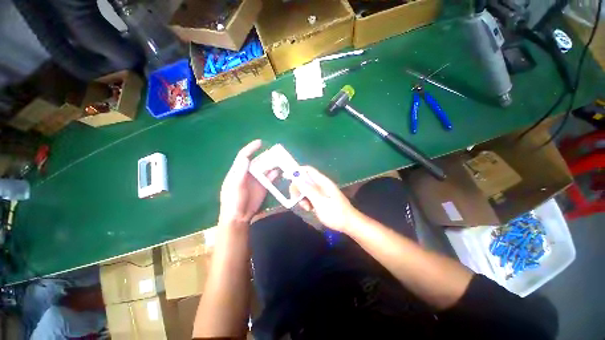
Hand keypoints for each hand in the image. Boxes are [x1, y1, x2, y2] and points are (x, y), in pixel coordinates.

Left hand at [219, 140, 276, 225]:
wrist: (239, 216)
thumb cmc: (233, 201)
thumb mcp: (234, 187)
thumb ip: (240, 173)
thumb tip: (246, 158)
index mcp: (238, 171)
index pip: (244, 156)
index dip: (251, 148)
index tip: (260, 142)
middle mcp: (248, 173)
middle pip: (258, 161)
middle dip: (266, 155)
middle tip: (275, 152)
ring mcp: (257, 179)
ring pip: (265, 168)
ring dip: (272, 164)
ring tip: (280, 159)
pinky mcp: (264, 186)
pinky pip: (270, 178)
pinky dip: (275, 174)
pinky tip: (280, 172)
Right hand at [289, 166, 360, 232]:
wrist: (349, 224)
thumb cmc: (335, 213)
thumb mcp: (320, 202)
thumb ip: (308, 189)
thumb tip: (297, 177)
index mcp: (323, 181)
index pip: (307, 170)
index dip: (296, 171)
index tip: (286, 177)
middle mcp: (322, 184)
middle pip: (305, 179)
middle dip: (298, 188)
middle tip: (296, 199)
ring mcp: (322, 191)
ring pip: (306, 188)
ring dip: (302, 197)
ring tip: (307, 207)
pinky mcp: (322, 197)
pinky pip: (310, 195)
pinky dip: (307, 201)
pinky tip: (310, 209)